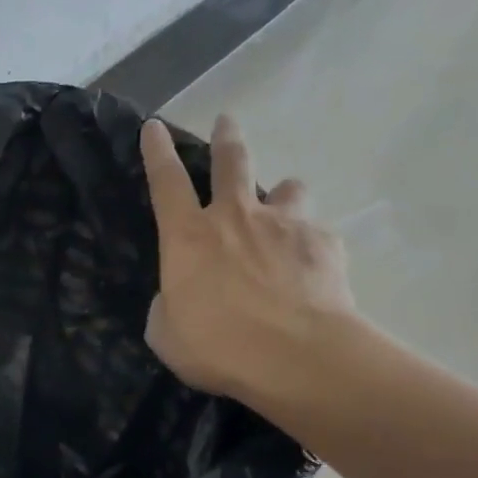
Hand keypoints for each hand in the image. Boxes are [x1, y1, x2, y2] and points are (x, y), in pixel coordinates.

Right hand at [140, 114, 359, 416]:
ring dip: (283, 194)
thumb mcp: (167, 334)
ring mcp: (284, 224)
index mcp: (188, 237)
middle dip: (227, 138)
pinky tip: (311, 269)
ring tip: (284, 209)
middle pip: (232, 162)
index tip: (154, 127)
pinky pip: (315, 233)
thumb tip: (179, 296)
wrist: (294, 355)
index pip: (166, 182)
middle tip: (227, 122)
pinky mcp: (323, 242)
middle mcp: (235, 217)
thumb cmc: (217, 346)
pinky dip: (310, 244)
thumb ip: (169, 306)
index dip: (157, 152)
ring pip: (287, 187)